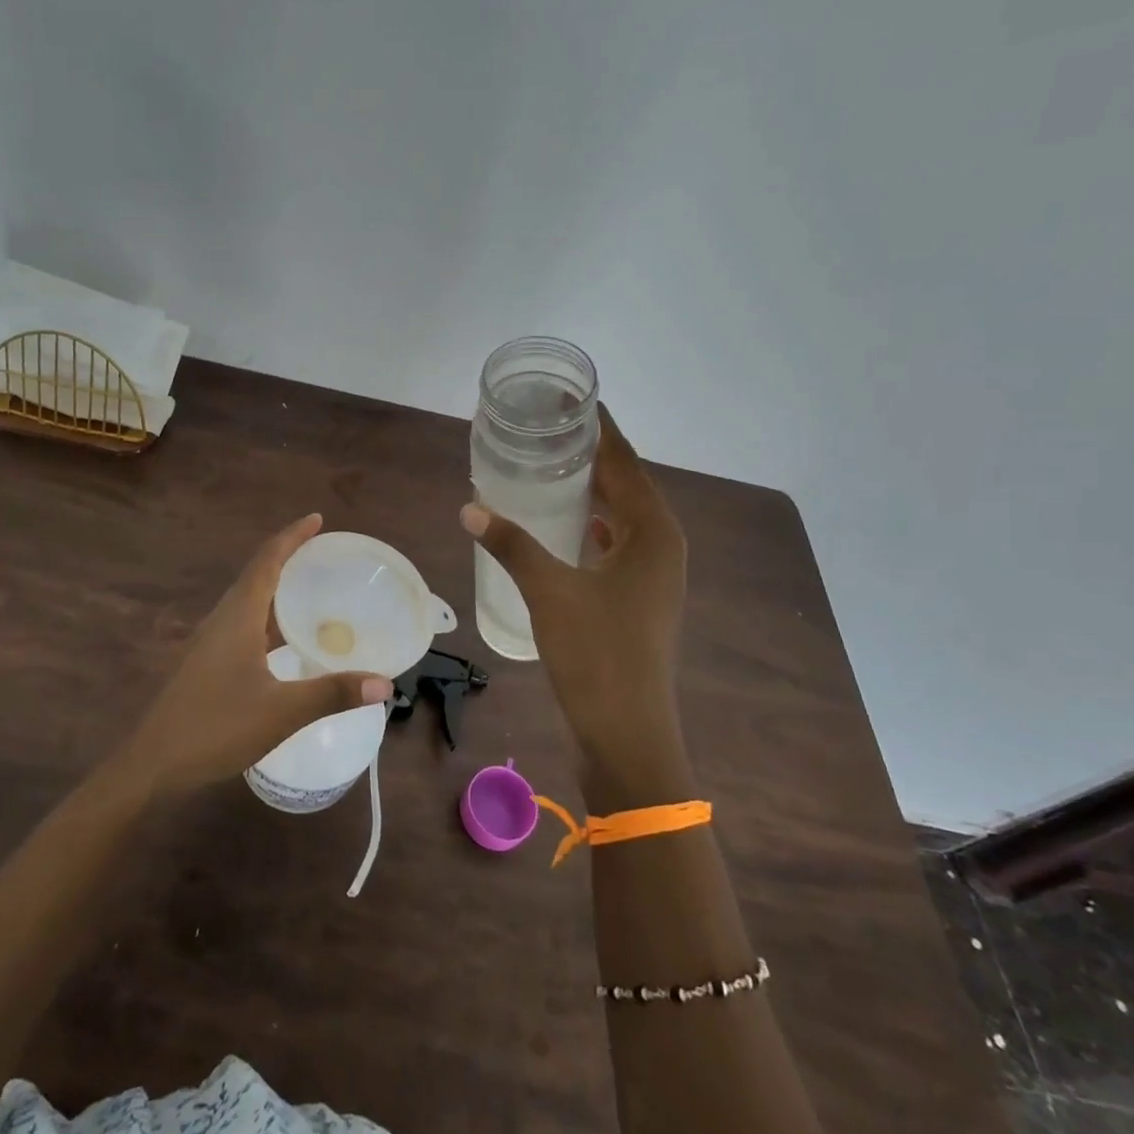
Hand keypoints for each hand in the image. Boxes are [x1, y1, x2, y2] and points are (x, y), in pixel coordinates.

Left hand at [121, 513, 389, 796]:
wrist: (153, 763)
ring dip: (277, 588)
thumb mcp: (282, 712)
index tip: (317, 519)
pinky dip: (268, 618)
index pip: (267, 561)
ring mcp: (210, 641)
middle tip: (324, 554)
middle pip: (257, 575)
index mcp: (238, 617)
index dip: (292, 536)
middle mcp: (222, 619)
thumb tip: (385, 683)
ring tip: (311, 589)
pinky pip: (243, 623)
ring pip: (248, 601)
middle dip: (288, 557)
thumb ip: (333, 693)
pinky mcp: (206, 662)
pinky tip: (285, 640)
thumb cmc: (215, 727)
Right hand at [460, 405, 692, 803]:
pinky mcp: (640, 599)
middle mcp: (662, 546)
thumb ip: (511, 544)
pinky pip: (617, 544)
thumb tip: (470, 506)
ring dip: (593, 491)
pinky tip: (564, 524)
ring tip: (551, 465)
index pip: (625, 461)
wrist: (628, 734)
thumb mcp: (549, 590)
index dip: (599, 428)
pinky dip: (592, 526)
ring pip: (623, 516)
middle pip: (627, 485)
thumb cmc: (597, 654)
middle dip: (592, 455)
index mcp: (653, 532)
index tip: (572, 399)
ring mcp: (654, 576)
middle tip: (549, 428)